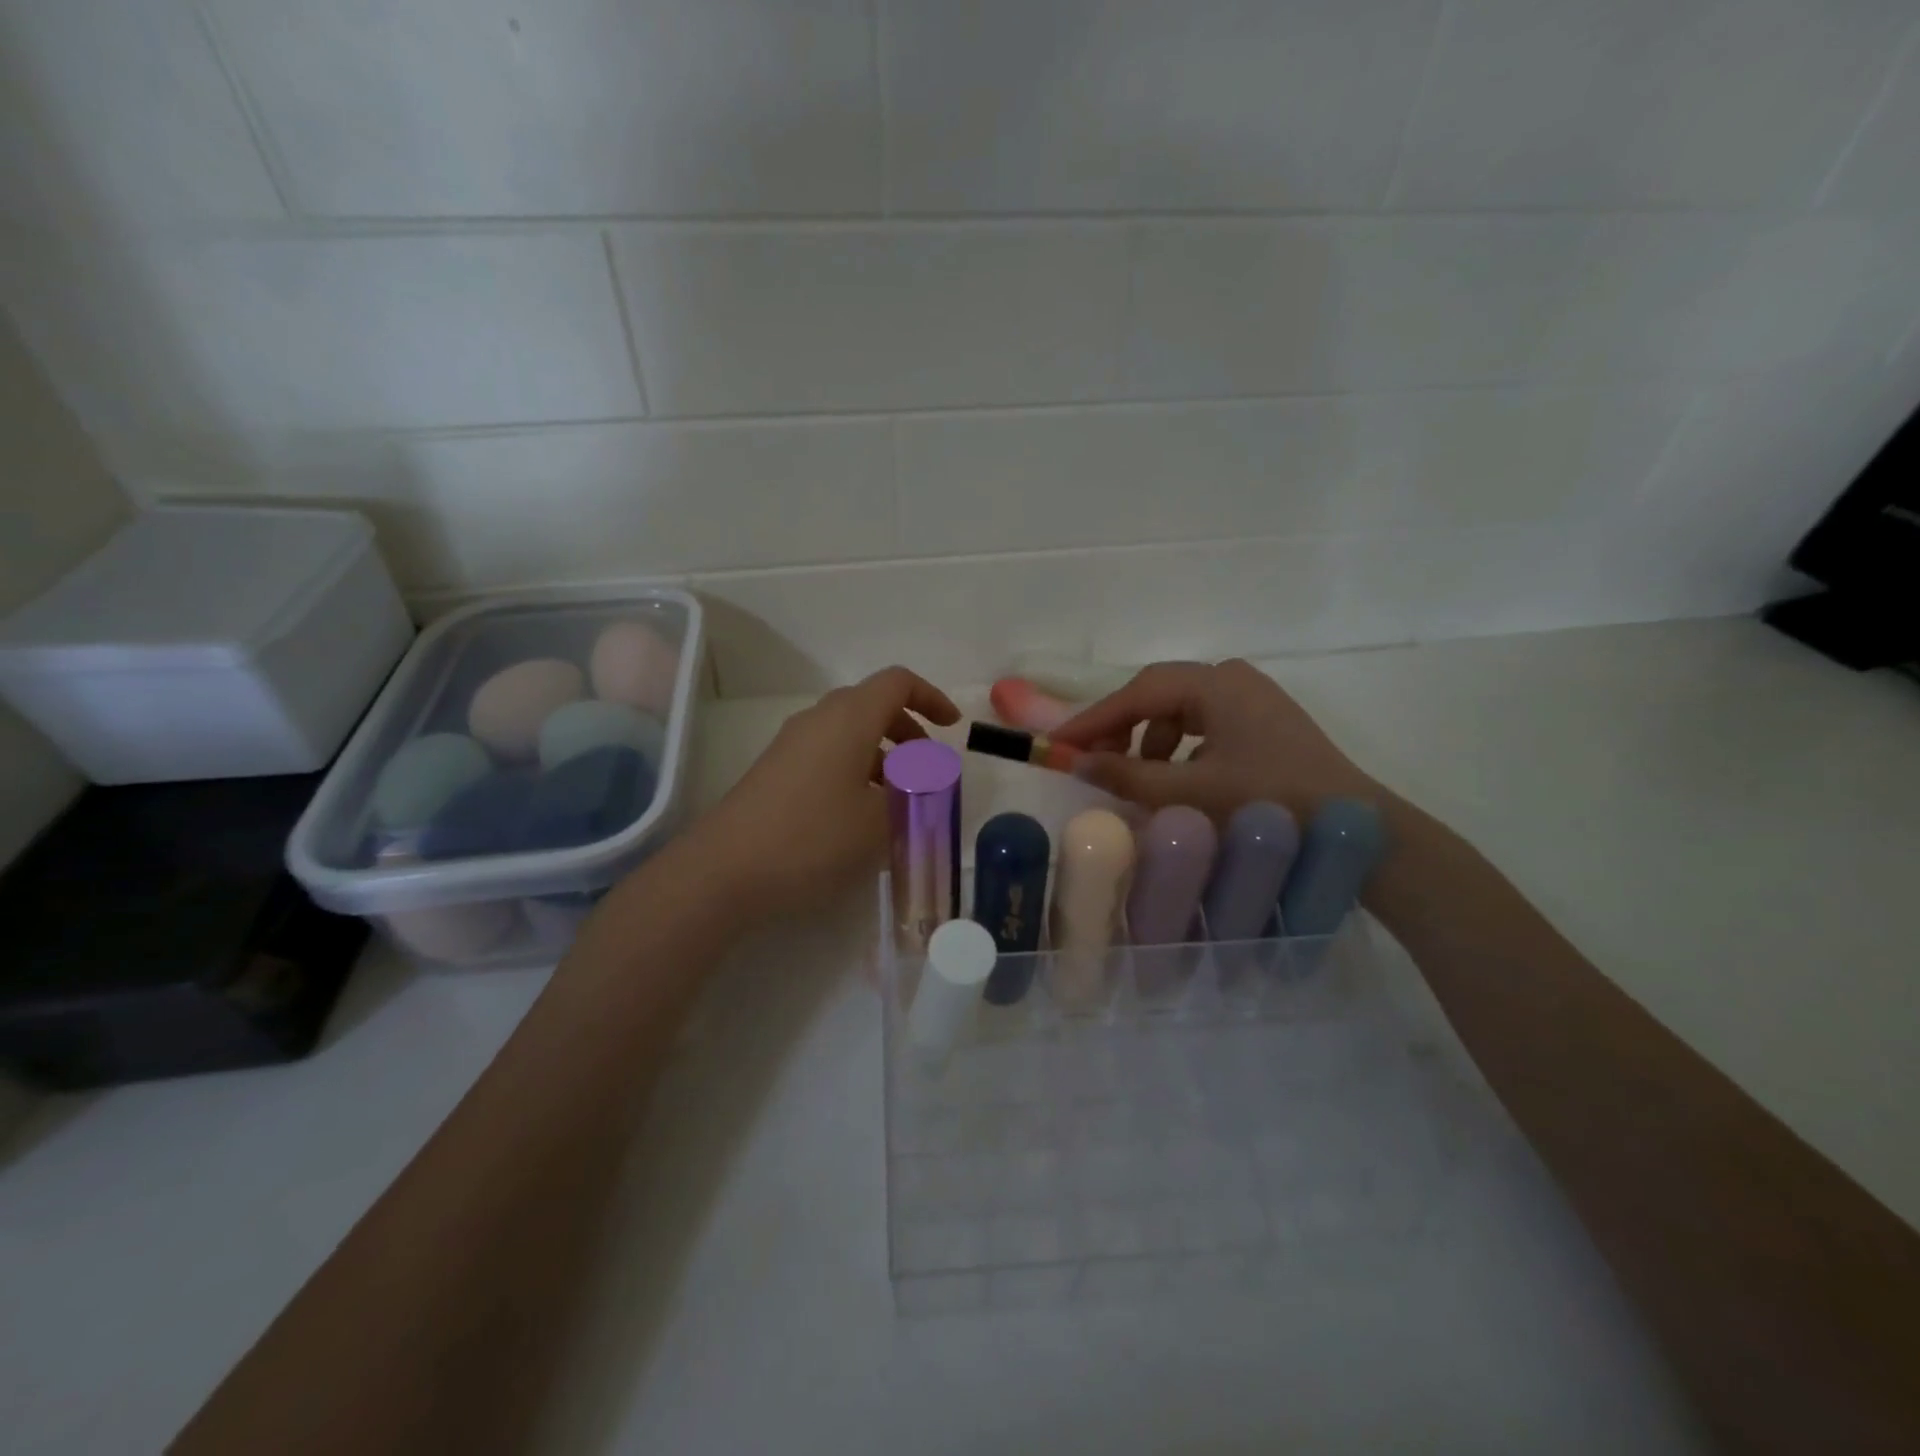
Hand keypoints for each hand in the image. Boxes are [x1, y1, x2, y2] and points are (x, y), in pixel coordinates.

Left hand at [685, 666, 959, 919]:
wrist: (726, 870)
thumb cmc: (814, 837)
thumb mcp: (880, 820)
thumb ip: (913, 794)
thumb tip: (921, 778)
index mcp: (849, 718)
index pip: (898, 682)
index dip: (931, 698)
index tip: (952, 728)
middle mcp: (819, 719)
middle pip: (872, 704)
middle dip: (908, 730)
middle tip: (926, 769)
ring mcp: (792, 744)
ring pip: (848, 731)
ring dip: (882, 754)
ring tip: (897, 799)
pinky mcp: (775, 770)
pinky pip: (827, 753)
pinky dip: (855, 769)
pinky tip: (859, 814)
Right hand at [1053, 659, 1378, 821]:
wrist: (1356, 828)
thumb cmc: (1269, 803)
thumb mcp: (1188, 793)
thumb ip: (1126, 776)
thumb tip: (1076, 763)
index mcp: (1215, 683)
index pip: (1137, 693)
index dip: (1093, 720)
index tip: (1058, 744)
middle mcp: (1232, 678)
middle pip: (1157, 696)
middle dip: (1119, 728)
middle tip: (1091, 762)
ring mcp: (1251, 698)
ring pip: (1179, 712)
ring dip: (1148, 741)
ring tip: (1135, 779)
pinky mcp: (1263, 723)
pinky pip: (1203, 727)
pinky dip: (1178, 750)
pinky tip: (1175, 781)